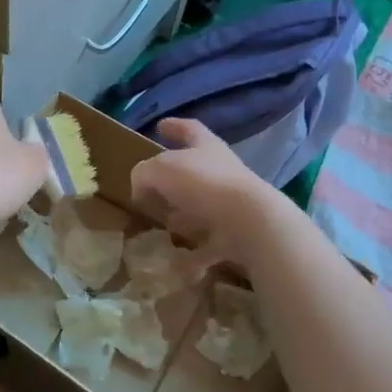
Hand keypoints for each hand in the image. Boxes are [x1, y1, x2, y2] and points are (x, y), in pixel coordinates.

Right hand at [130, 117, 281, 266]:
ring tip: (164, 225)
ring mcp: (232, 204)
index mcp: (206, 148)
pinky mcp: (237, 235)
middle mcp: (222, 171)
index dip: (174, 127)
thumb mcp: (159, 171)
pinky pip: (210, 244)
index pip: (189, 129)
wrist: (251, 223)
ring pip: (203, 207)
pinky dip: (194, 255)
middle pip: (196, 170)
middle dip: (175, 179)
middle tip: (153, 188)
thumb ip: (143, 174)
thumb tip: (140, 187)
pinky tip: (175, 266)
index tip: (160, 126)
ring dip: (184, 215)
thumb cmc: (203, 184)